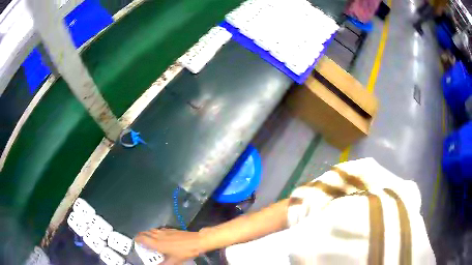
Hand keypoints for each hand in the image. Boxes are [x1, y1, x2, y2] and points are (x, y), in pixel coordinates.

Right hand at [135, 228, 203, 264]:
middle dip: (141, 236)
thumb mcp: (174, 261)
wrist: (196, 241)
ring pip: (152, 230)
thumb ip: (164, 264)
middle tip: (139, 240)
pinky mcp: (171, 229)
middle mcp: (158, 235)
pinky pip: (159, 229)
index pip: (142, 239)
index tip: (135, 242)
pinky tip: (159, 235)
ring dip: (148, 233)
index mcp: (156, 243)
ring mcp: (165, 231)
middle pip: (145, 233)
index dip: (137, 239)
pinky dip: (156, 232)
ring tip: (147, 238)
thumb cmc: (184, 252)